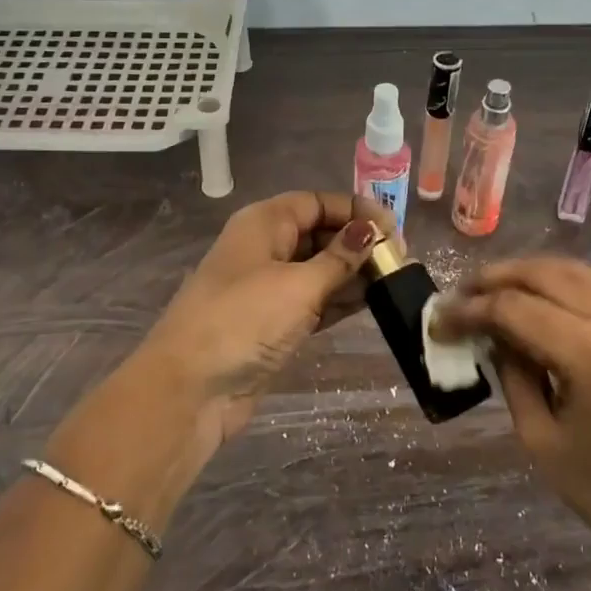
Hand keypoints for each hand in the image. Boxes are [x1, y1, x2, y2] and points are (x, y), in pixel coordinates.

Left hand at [145, 191, 391, 440]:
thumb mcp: (298, 285)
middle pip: (319, 233)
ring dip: (353, 273)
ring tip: (395, 281)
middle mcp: (265, 248)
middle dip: (357, 243)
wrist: (190, 389)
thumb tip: (370, 231)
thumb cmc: (244, 322)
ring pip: (319, 268)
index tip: (392, 230)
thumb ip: (339, 259)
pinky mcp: (273, 322)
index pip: (316, 202)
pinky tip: (372, 303)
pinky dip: (339, 299)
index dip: (354, 211)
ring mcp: (268, 287)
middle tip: (399, 260)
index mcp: (263, 223)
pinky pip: (314, 300)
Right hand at [431, 257, 590, 590]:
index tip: (438, 321)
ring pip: (573, 271)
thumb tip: (492, 336)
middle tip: (460, 297)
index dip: (469, 310)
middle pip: (543, 274)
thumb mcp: (543, 441)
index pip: (514, 309)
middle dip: (493, 279)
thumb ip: (513, 376)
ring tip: (493, 294)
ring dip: (527, 276)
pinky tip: (540, 307)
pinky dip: (561, 288)